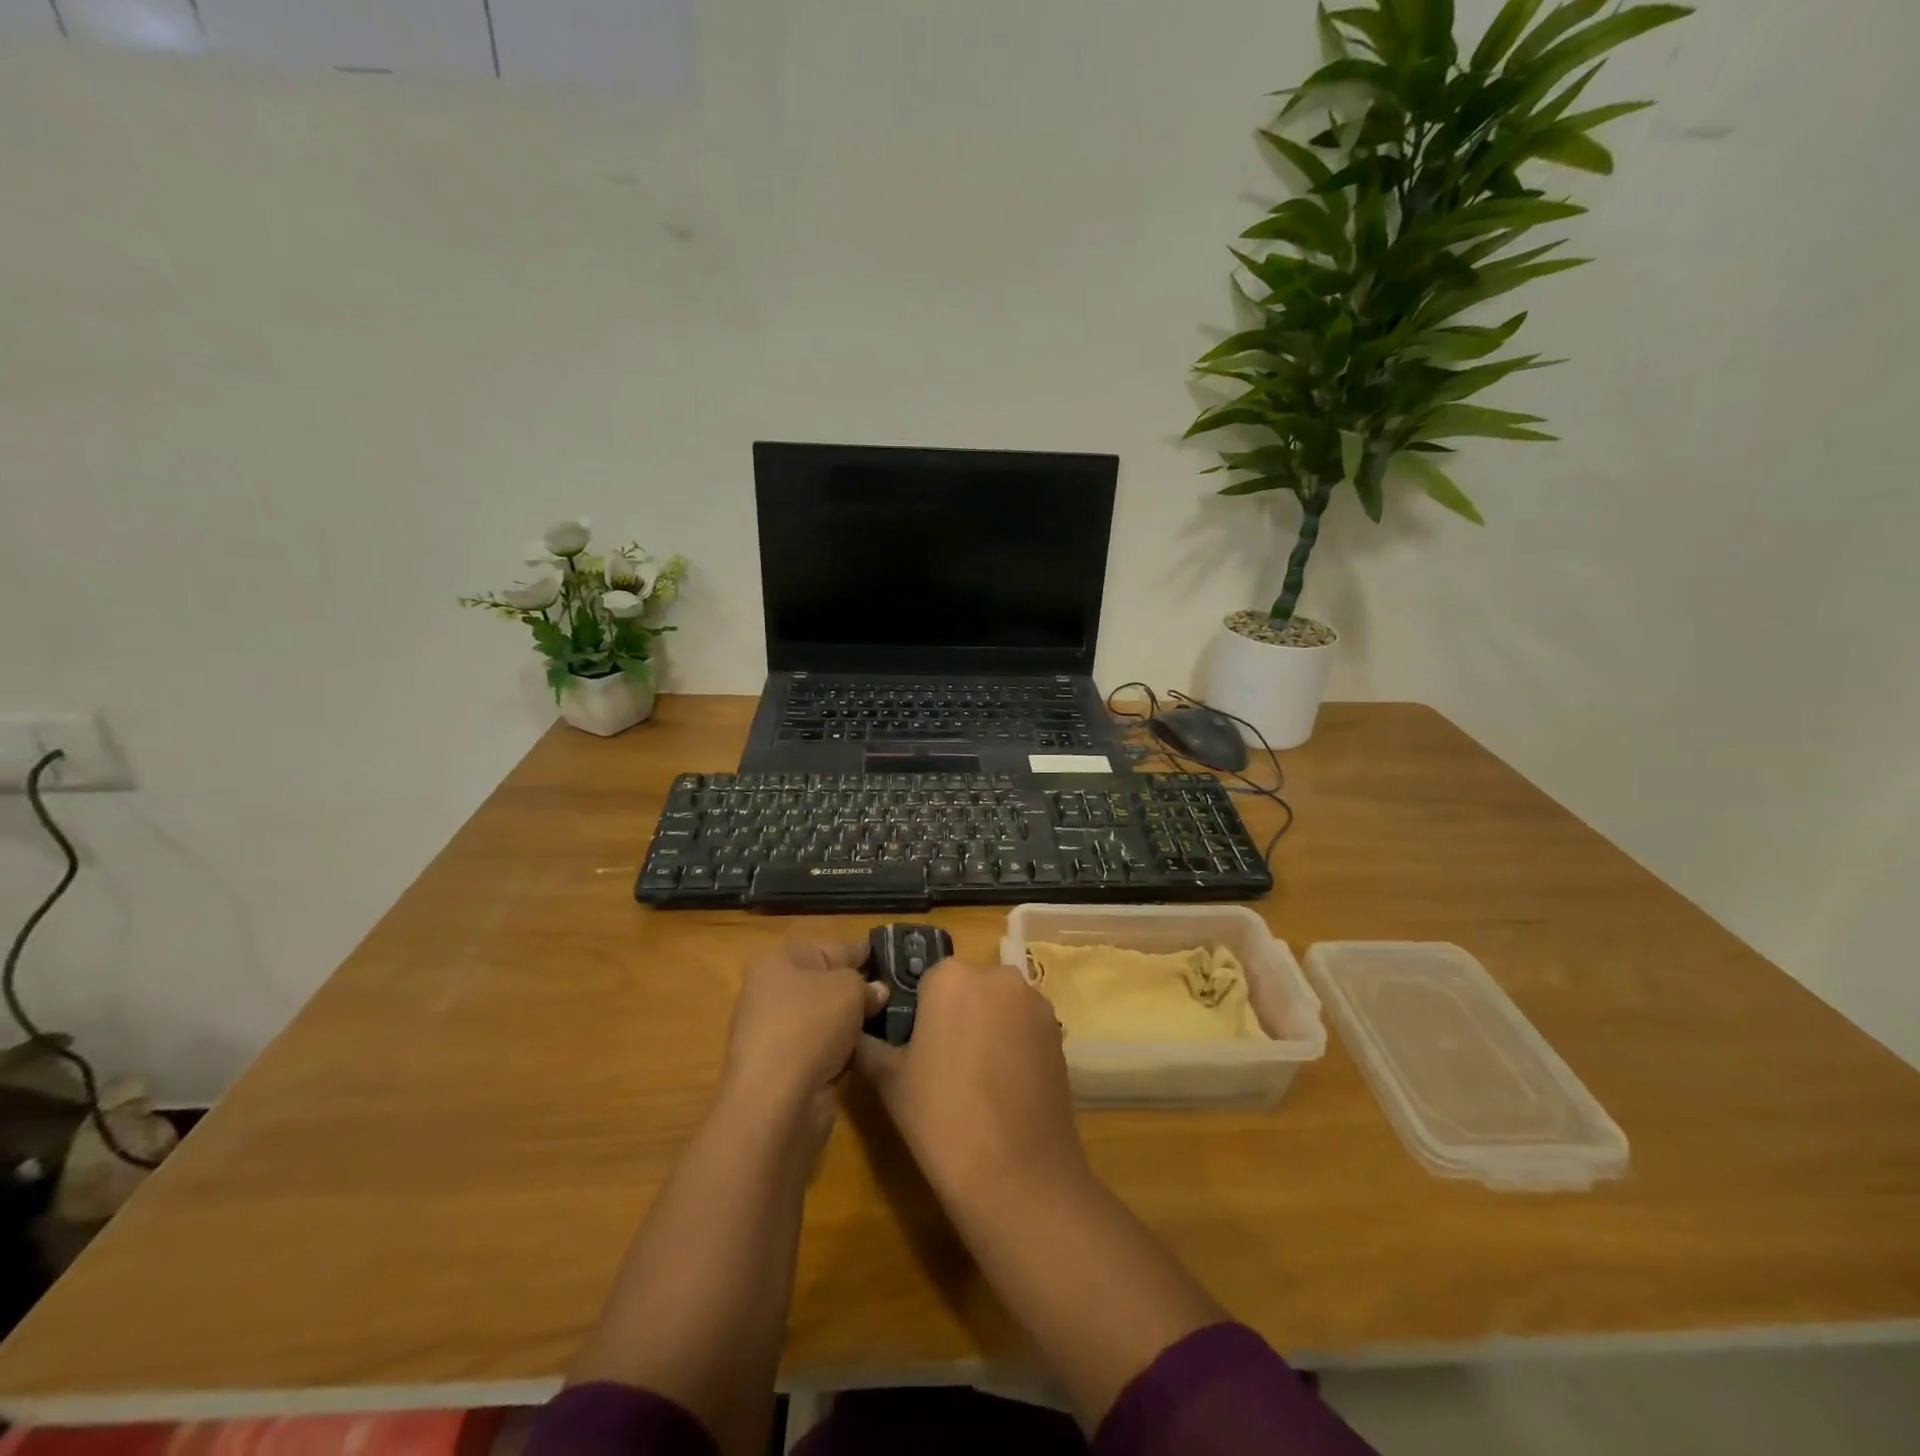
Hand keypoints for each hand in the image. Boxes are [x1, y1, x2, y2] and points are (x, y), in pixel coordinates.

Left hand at [724, 940, 885, 1125]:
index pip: (832, 948)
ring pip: (826, 1018)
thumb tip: (875, 992)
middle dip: (860, 989)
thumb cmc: (810, 1024)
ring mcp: (776, 1032)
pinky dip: (843, 1050)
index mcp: (780, 960)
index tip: (894, 957)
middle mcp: (772, 992)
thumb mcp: (848, 988)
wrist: (776, 1100)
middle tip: (899, 992)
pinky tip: (870, 1051)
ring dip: (853, 1022)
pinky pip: (823, 1048)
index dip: (864, 951)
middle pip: (827, 983)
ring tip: (893, 1020)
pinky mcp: (784, 1068)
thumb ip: (866, 985)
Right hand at [854, 957, 1086, 1212]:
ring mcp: (1034, 1003)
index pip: (927, 980)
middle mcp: (997, 976)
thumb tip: (859, 1033)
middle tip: (943, 1065)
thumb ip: (870, 1046)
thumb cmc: (942, 1117)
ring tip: (977, 1081)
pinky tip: (1005, 1088)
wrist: (1018, 1172)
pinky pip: (1025, 1028)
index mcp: (951, 976)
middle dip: (956, 1015)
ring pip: (999, 1007)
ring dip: (988, 1028)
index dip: (919, 1013)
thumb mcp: (890, 1080)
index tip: (914, 1049)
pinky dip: (1014, 1046)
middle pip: (968, 988)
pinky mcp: (1058, 1032)